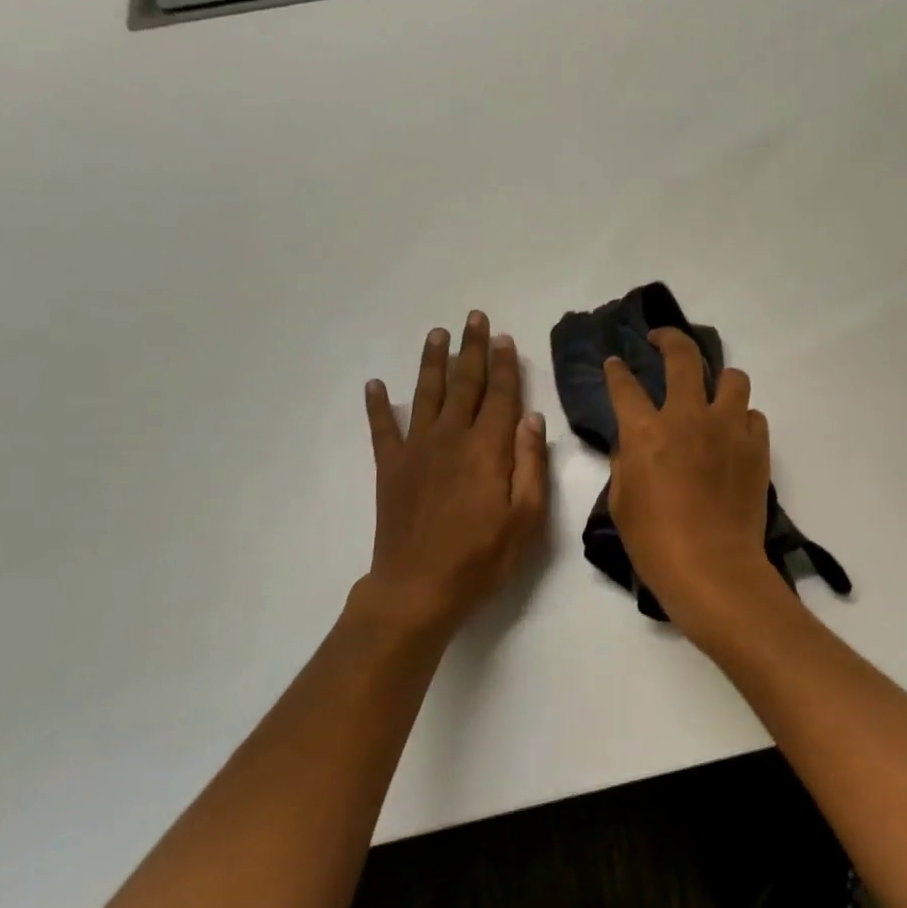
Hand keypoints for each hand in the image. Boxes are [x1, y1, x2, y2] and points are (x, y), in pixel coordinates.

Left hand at [353, 312, 547, 639]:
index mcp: (487, 449)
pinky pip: (382, 428)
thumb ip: (530, 464)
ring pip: (426, 394)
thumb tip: (531, 417)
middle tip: (474, 319)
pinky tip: (375, 384)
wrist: (417, 588)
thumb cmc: (481, 558)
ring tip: (437, 334)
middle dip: (471, 349)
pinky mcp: (390, 468)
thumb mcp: (526, 519)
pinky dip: (377, 405)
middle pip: (464, 384)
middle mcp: (451, 438)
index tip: (505, 338)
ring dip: (432, 362)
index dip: (504, 365)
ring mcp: (416, 451)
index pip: (500, 396)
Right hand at [604, 328, 779, 626]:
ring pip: (732, 377)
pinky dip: (741, 418)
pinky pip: (753, 415)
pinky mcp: (756, 447)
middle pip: (683, 357)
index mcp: (646, 431)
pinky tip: (732, 435)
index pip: (624, 385)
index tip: (615, 363)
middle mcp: (688, 417)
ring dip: (718, 380)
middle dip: (669, 340)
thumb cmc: (655, 541)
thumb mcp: (622, 500)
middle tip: (662, 341)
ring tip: (711, 394)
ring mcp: (728, 428)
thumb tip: (634, 440)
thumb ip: (626, 460)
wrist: (711, 567)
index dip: (616, 370)